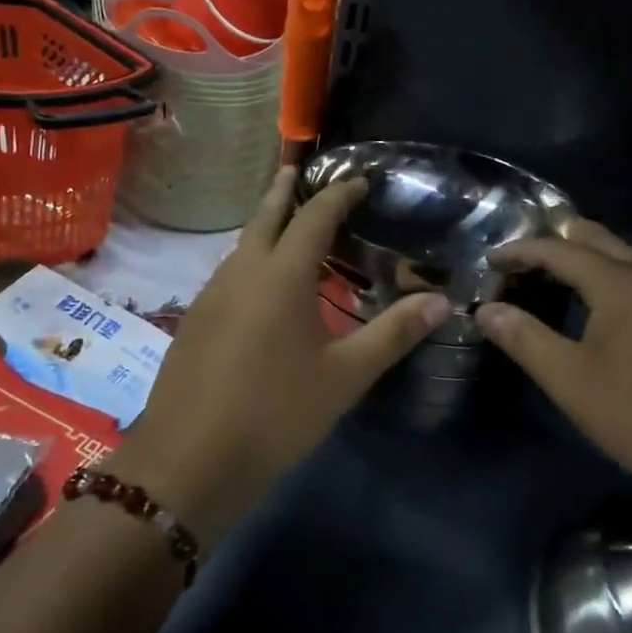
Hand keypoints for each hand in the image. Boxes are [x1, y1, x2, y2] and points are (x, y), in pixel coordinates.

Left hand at [112, 167, 450, 546]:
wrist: (189, 462)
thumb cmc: (276, 413)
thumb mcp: (345, 375)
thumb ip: (394, 333)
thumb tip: (442, 301)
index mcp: (281, 274)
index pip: (314, 215)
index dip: (339, 194)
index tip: (360, 181)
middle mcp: (242, 271)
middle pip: (265, 216)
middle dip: (286, 190)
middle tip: (301, 171)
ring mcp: (211, 295)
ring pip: (243, 244)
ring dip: (266, 225)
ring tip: (288, 224)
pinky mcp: (194, 320)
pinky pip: (229, 272)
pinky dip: (251, 258)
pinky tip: (261, 283)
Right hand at [475, 221, 631, 496]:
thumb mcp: (570, 379)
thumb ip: (524, 338)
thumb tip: (486, 310)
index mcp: (620, 283)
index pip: (560, 249)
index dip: (521, 251)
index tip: (488, 260)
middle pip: (594, 239)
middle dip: (553, 241)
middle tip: (516, 257)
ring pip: (618, 257)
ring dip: (579, 257)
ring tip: (542, 273)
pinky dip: (601, 275)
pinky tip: (586, 301)